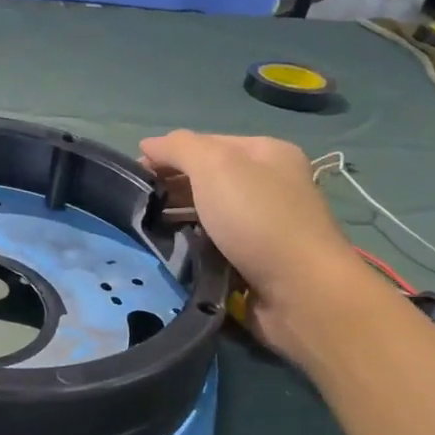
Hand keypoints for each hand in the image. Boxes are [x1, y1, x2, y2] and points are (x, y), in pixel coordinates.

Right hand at [138, 131, 369, 359]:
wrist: (300, 290)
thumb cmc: (257, 219)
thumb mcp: (215, 167)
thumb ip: (179, 148)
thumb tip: (149, 144)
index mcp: (267, 153)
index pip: (205, 143)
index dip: (168, 154)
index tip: (134, 175)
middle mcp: (269, 183)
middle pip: (207, 177)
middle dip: (171, 186)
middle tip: (138, 203)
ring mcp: (264, 222)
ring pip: (208, 211)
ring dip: (178, 216)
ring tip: (147, 226)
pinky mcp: (257, 257)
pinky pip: (214, 241)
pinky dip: (193, 242)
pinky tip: (173, 248)